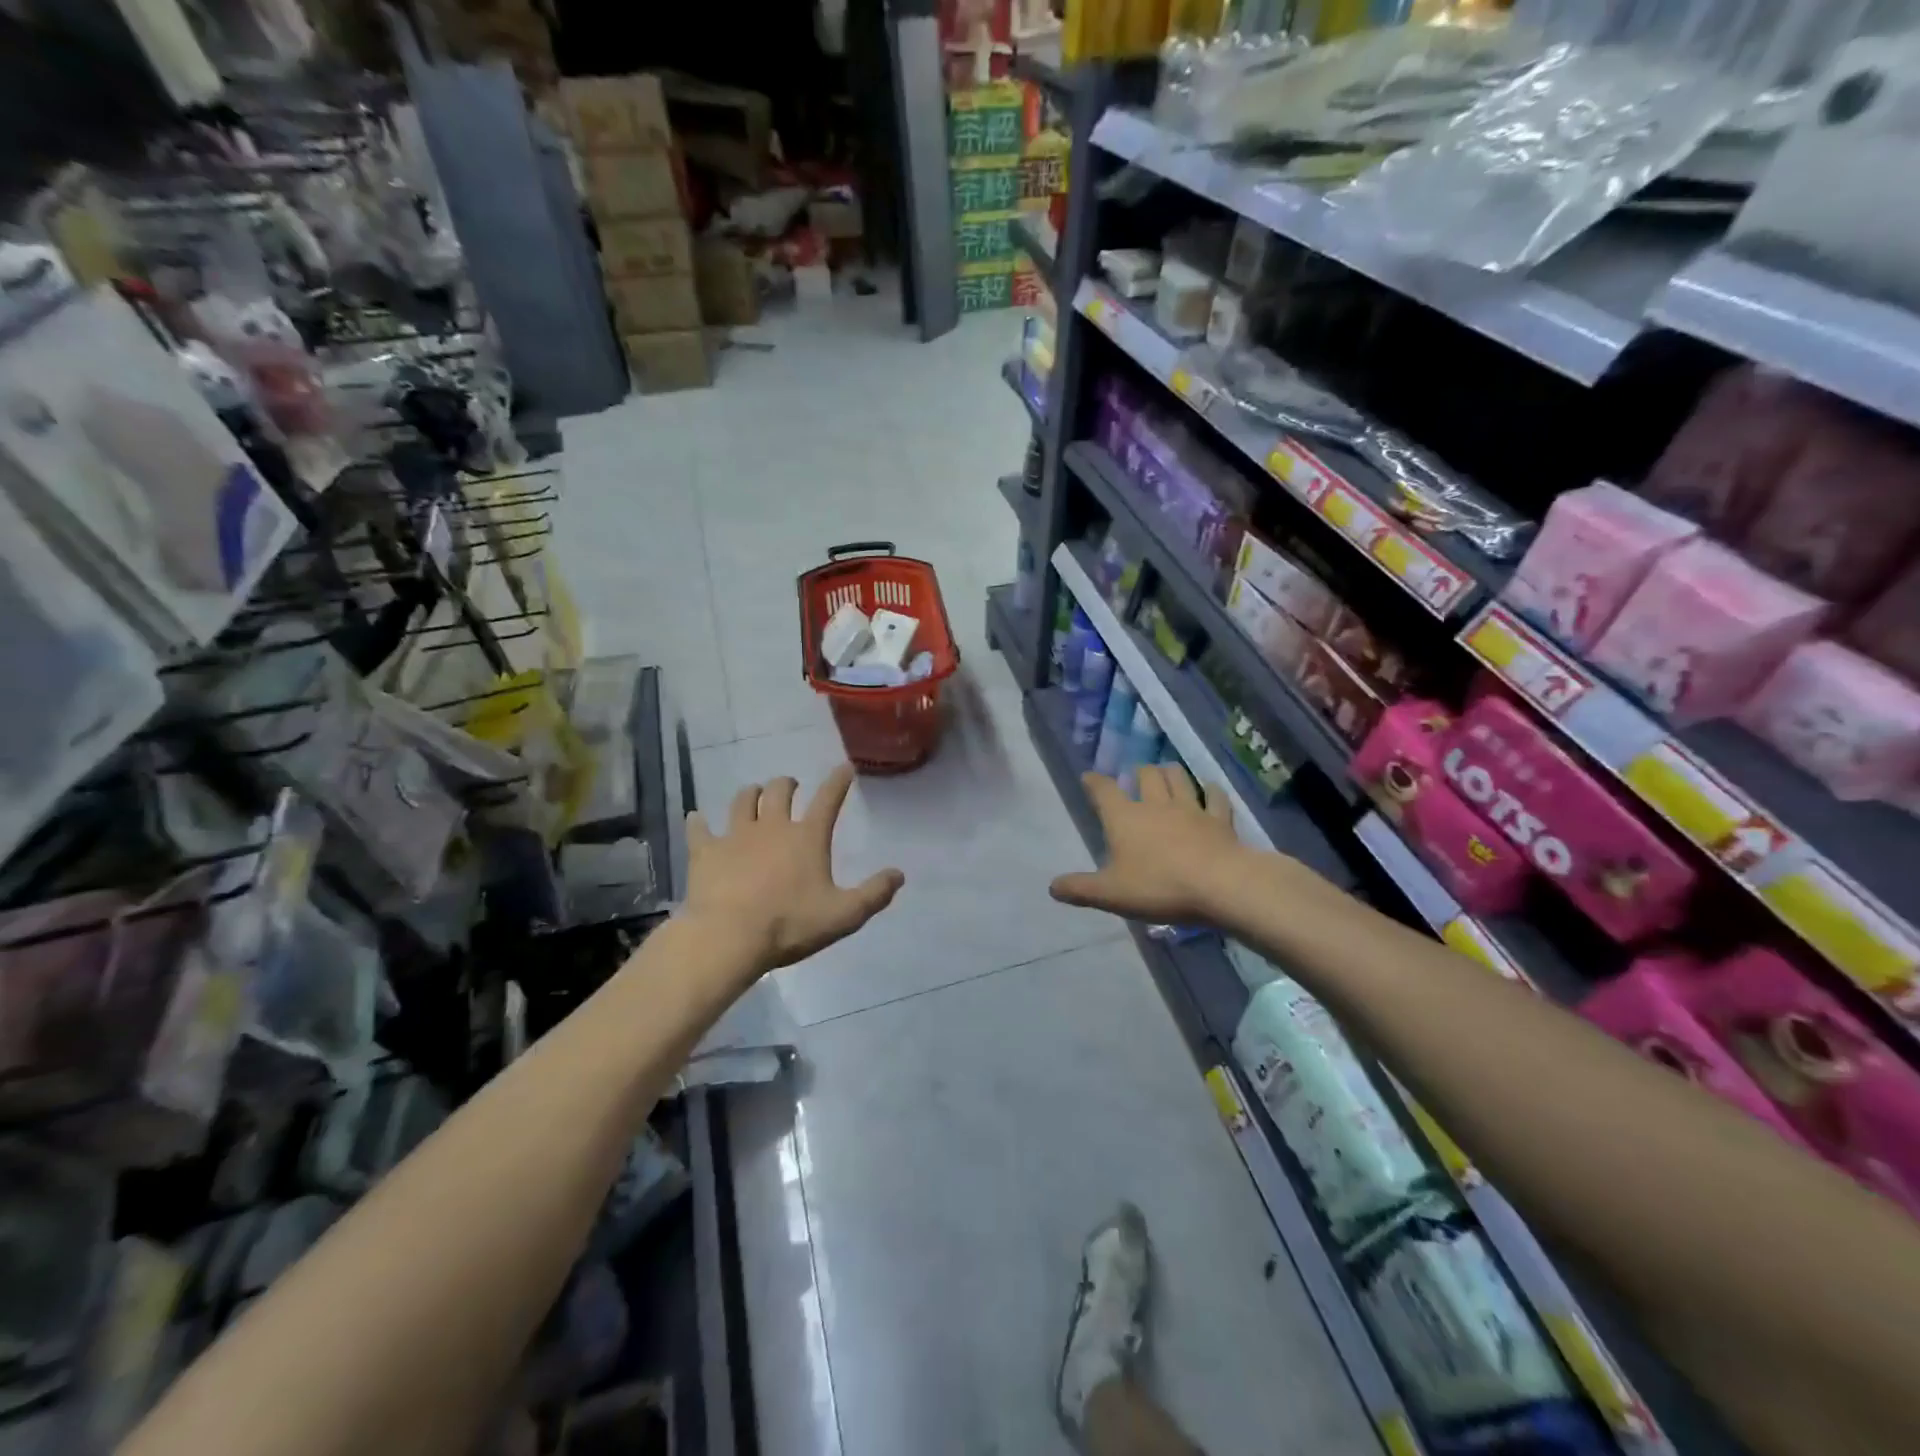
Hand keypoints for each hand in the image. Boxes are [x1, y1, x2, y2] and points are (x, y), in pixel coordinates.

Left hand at [685, 765, 904, 975]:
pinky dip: (699, 822)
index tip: (845, 768)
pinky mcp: (705, 851)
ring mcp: (735, 835)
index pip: (828, 799)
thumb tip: (899, 874)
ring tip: (753, 794)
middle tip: (790, 786)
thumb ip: (874, 894)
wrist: (728, 937)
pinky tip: (697, 819)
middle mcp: (772, 826)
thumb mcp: (844, 915)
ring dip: (750, 794)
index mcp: (807, 837)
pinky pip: (700, 829)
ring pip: (742, 801)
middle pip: (778, 791)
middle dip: (786, 784)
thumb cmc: (789, 924)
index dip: (839, 781)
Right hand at [1050, 764, 1244, 924]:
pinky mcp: (1219, 820)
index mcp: (1124, 818)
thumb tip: (1052, 887)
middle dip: (1139, 772)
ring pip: (1179, 778)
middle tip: (1136, 775)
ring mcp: (1190, 809)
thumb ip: (1080, 889)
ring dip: (1171, 772)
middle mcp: (1155, 805)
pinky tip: (1211, 790)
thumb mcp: (1110, 893)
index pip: (1104, 790)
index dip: (1094, 782)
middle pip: (1146, 775)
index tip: (1089, 777)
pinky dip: (1212, 791)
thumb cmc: (1158, 886)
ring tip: (1167, 772)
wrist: (1219, 885)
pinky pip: (1216, 798)